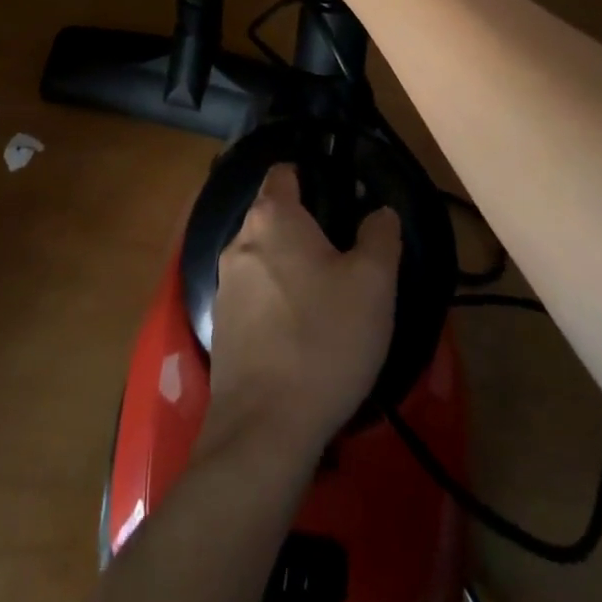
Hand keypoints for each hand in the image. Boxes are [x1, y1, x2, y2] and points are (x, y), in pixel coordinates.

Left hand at [202, 164, 402, 457]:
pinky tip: (301, 334)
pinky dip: (275, 302)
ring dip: (290, 268)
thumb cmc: (323, 339)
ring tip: (327, 299)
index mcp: (272, 218)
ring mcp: (223, 285)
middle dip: (305, 229)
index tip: (337, 196)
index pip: (283, 173)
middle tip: (344, 257)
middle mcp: (239, 241)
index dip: (309, 176)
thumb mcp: (373, 284)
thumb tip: (380, 212)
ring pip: (263, 258)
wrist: (265, 428)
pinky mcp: (221, 325)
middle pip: (273, 217)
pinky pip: (253, 296)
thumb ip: (381, 237)